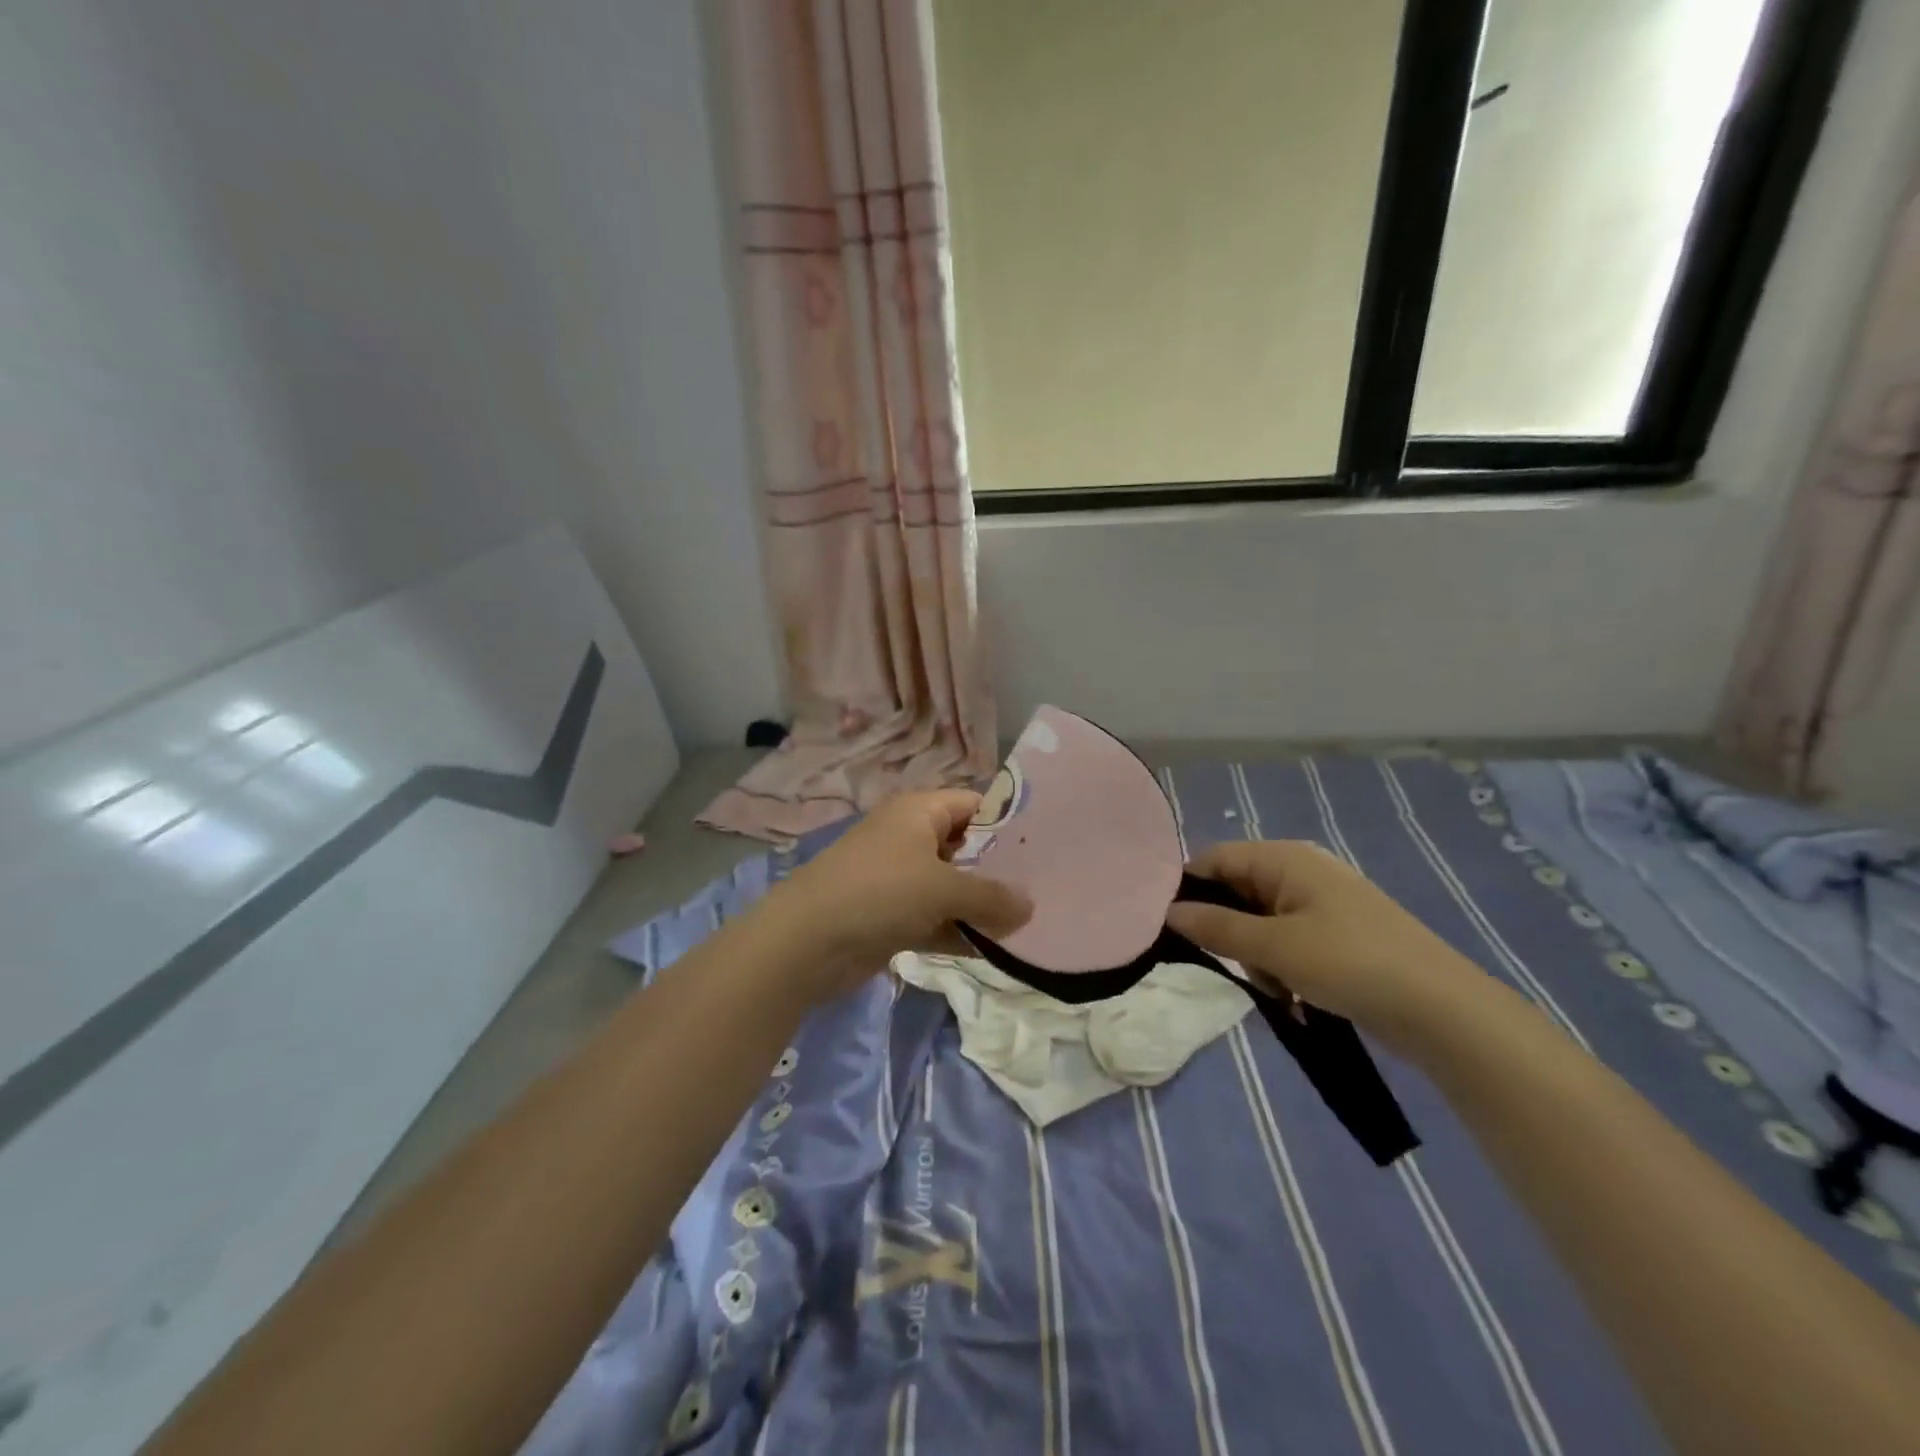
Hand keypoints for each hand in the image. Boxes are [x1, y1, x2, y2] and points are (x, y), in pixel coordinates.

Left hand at [761, 789, 1032, 1003]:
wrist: (806, 942)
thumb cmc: (879, 892)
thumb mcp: (942, 888)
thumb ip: (990, 896)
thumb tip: (1030, 907)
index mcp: (918, 812)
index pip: (973, 804)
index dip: (1008, 821)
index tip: (1047, 845)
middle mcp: (909, 839)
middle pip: (965, 848)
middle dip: (1000, 870)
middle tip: (1045, 888)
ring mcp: (899, 880)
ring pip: (952, 888)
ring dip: (981, 907)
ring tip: (1030, 924)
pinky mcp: (891, 918)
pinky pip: (936, 920)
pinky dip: (960, 932)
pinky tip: (995, 951)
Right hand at [1166, 840, 1489, 1053]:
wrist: (1444, 1012)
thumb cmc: (1350, 964)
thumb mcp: (1274, 947)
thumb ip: (1216, 928)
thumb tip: (1168, 912)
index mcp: (1286, 858)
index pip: (1215, 858)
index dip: (1188, 888)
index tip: (1169, 927)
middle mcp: (1301, 872)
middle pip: (1236, 890)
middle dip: (1228, 930)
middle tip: (1234, 963)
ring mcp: (1322, 904)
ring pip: (1260, 922)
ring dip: (1256, 955)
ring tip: (1276, 986)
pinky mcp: (1337, 936)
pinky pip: (1287, 942)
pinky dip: (1282, 966)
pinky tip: (1296, 996)